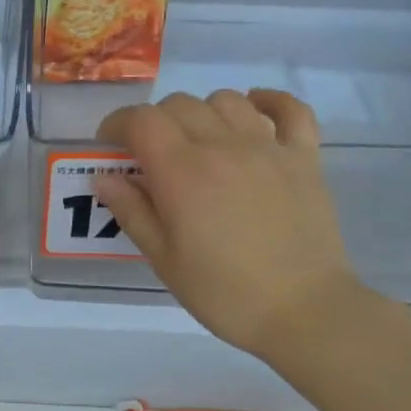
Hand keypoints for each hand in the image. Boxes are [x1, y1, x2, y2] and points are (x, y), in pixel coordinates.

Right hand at [95, 89, 359, 354]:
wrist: (302, 310)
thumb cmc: (222, 292)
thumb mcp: (164, 260)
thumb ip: (132, 212)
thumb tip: (105, 178)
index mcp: (183, 172)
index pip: (141, 121)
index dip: (117, 124)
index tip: (109, 146)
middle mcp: (224, 146)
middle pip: (180, 105)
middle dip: (154, 122)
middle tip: (149, 155)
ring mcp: (269, 147)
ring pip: (226, 100)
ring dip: (201, 113)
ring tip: (197, 143)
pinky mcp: (305, 157)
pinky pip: (289, 109)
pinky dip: (268, 102)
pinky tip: (253, 113)